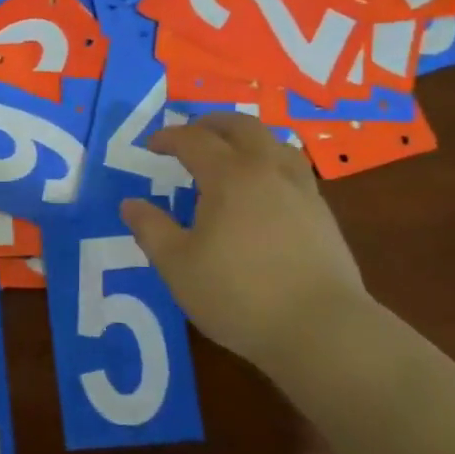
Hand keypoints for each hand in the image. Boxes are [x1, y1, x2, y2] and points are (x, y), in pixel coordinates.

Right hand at [121, 112, 367, 363]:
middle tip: (192, 133)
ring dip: (248, 139)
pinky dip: (272, 164)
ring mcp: (302, 191)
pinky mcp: (323, 215)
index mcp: (229, 176)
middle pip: (242, 126)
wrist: (322, 330)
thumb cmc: (239, 294)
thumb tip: (131, 204)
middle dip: (212, 123)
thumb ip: (151, 230)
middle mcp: (267, 171)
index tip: (151, 146)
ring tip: (232, 155)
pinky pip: (294, 170)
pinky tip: (265, 191)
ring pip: (276, 143)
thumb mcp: (177, 266)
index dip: (169, 138)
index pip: (194, 140)